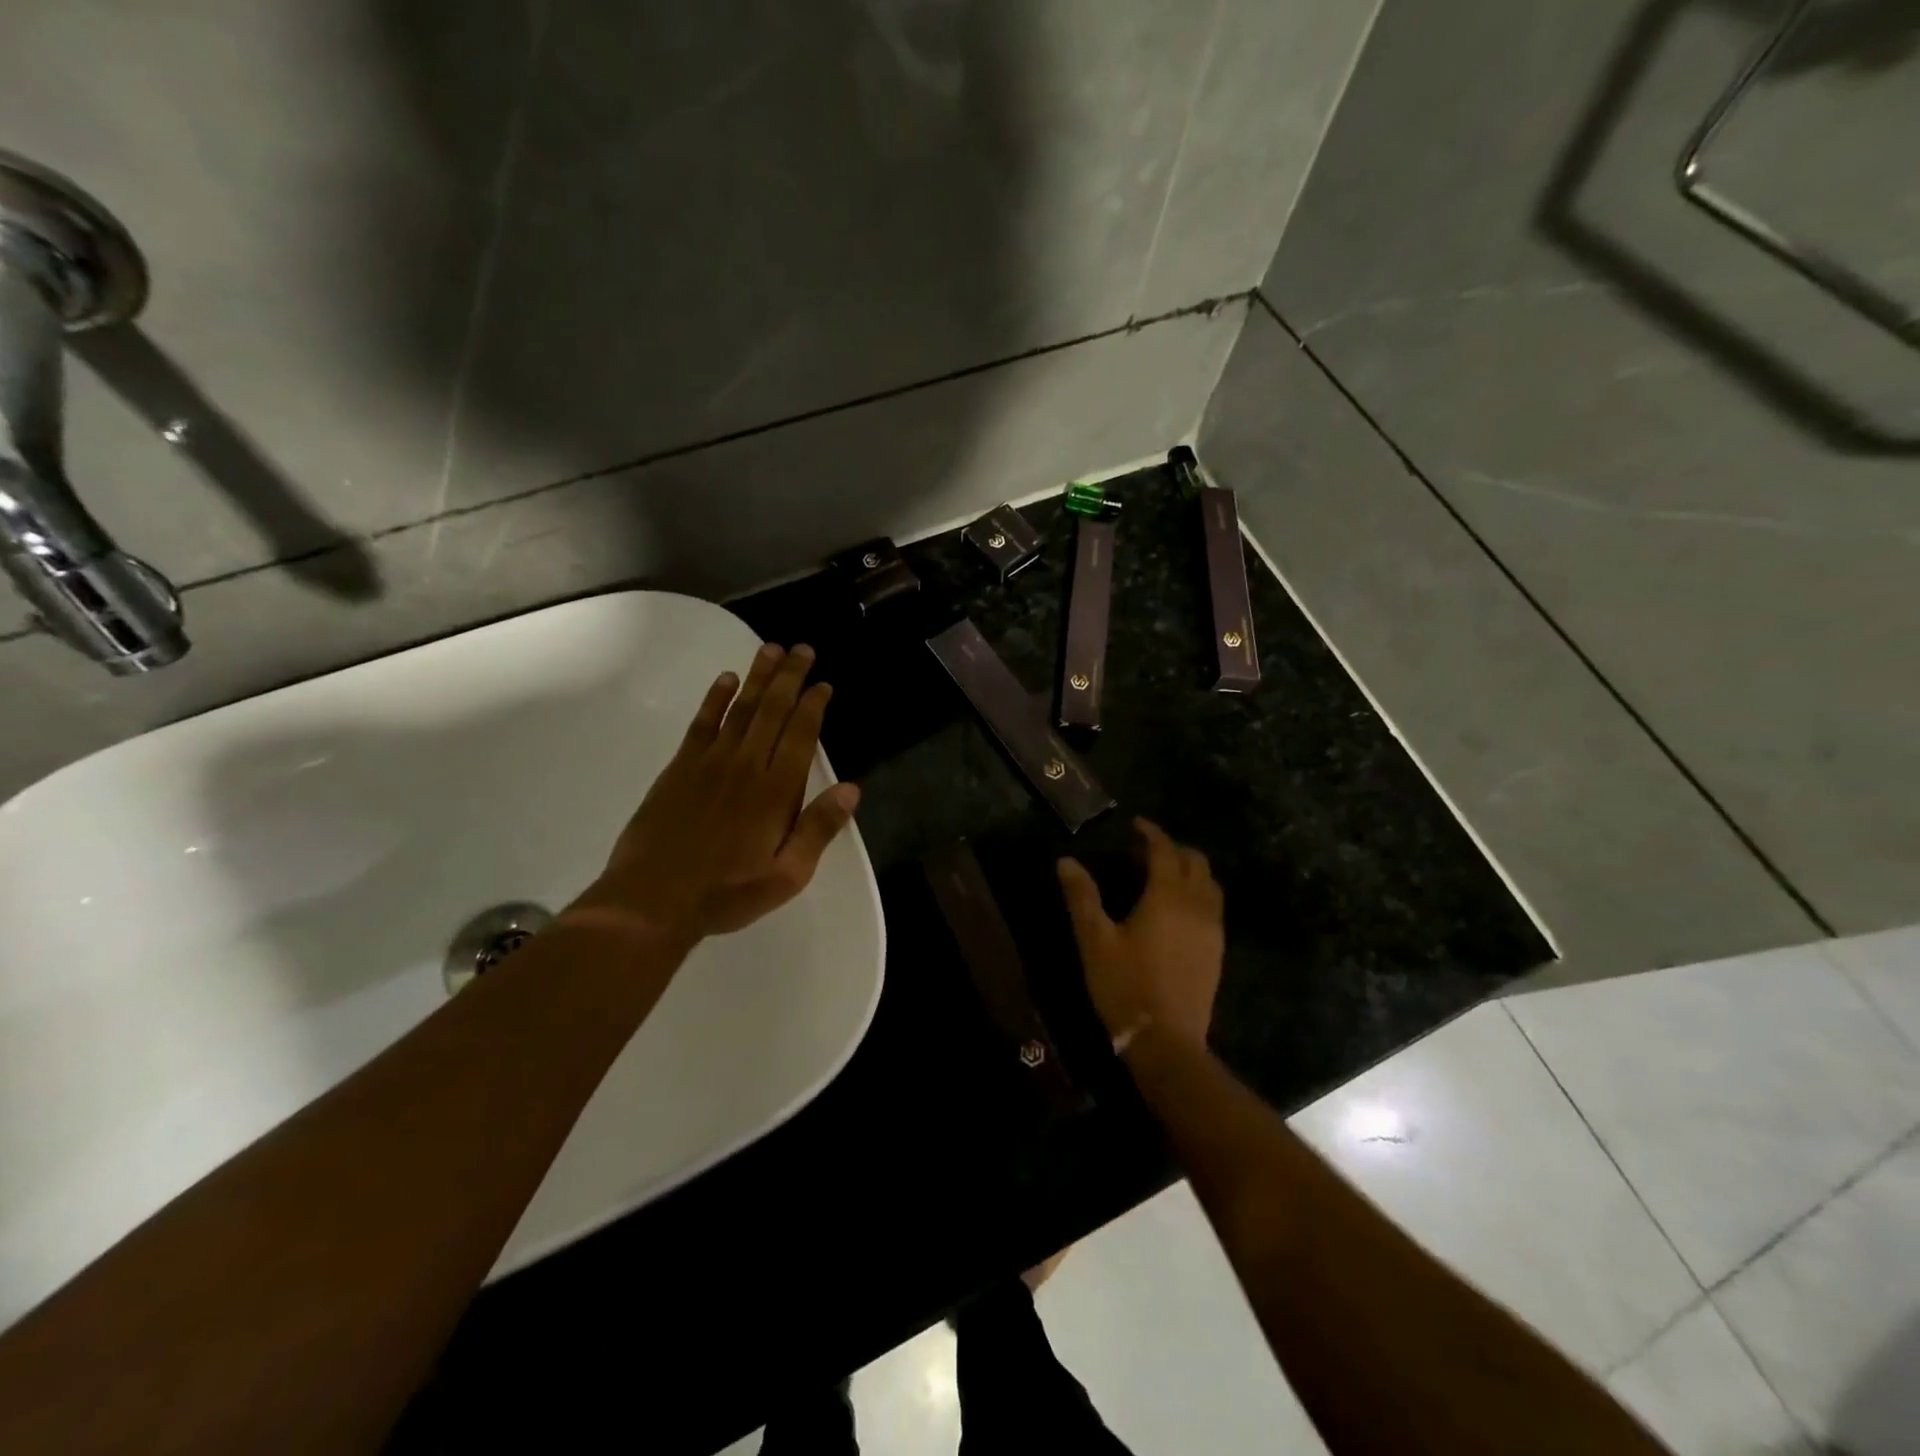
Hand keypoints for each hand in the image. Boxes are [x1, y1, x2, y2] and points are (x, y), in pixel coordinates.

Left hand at [565, 643, 860, 949]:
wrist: (651, 901)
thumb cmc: (727, 893)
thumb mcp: (787, 875)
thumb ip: (819, 829)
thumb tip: (852, 788)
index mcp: (775, 792)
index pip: (800, 736)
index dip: (813, 706)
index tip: (823, 683)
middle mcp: (746, 766)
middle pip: (772, 711)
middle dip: (790, 678)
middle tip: (802, 649)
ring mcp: (710, 763)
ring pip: (740, 709)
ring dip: (758, 678)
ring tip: (771, 650)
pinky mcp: (680, 768)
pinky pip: (702, 723)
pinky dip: (715, 699)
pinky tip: (726, 679)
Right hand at [1057, 819, 1223, 1050]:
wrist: (1166, 1042)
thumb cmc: (1124, 986)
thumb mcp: (1094, 940)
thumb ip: (1082, 897)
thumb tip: (1066, 861)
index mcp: (1167, 897)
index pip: (1165, 850)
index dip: (1151, 833)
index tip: (1136, 825)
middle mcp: (1197, 907)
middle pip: (1196, 863)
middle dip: (1173, 849)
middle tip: (1145, 851)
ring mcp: (1212, 931)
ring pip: (1210, 885)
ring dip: (1189, 871)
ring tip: (1162, 876)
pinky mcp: (1217, 952)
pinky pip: (1213, 908)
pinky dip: (1198, 894)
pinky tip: (1176, 911)